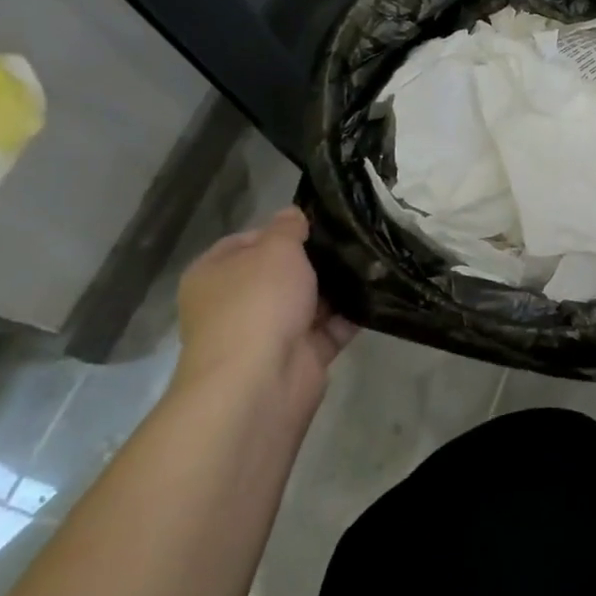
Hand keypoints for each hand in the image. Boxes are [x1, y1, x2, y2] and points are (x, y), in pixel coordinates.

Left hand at [175, 207, 357, 416]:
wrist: (261, 381)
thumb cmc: (258, 302)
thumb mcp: (275, 249)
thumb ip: (287, 228)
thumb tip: (293, 215)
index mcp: (215, 275)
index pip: (247, 242)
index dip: (281, 230)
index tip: (318, 222)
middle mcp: (237, 304)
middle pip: (282, 273)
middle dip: (317, 259)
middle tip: (355, 237)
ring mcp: (270, 333)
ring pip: (311, 300)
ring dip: (339, 286)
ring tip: (375, 259)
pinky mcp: (302, 356)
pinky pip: (332, 327)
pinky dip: (353, 313)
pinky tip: (380, 291)